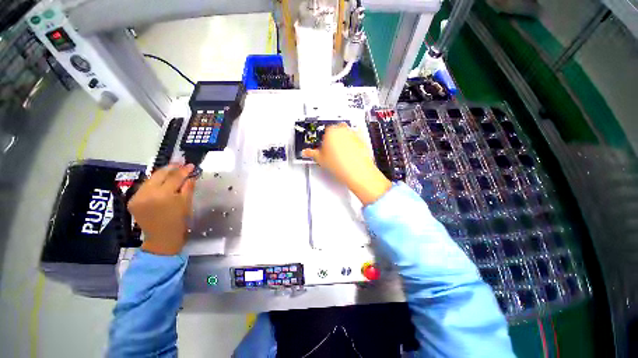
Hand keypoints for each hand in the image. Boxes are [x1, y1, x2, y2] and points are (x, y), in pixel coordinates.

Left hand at [128, 164, 195, 254]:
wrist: (161, 238)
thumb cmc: (178, 221)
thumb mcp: (186, 204)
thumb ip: (188, 188)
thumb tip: (191, 176)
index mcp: (163, 196)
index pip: (175, 177)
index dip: (184, 170)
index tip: (191, 165)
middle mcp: (147, 194)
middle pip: (159, 175)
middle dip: (171, 168)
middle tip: (181, 163)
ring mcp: (137, 197)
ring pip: (150, 179)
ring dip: (162, 174)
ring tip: (172, 170)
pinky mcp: (132, 201)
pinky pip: (145, 186)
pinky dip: (154, 182)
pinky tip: (161, 181)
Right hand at [302, 123, 390, 205]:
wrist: (358, 172)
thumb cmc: (341, 166)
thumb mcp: (321, 160)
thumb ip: (312, 153)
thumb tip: (307, 152)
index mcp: (330, 131)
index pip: (323, 131)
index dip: (322, 141)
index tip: (323, 147)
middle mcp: (342, 130)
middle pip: (335, 130)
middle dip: (332, 139)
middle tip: (331, 151)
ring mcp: (353, 134)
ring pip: (345, 133)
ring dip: (342, 139)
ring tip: (341, 154)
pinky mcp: (362, 139)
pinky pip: (355, 137)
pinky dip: (353, 141)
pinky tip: (350, 151)